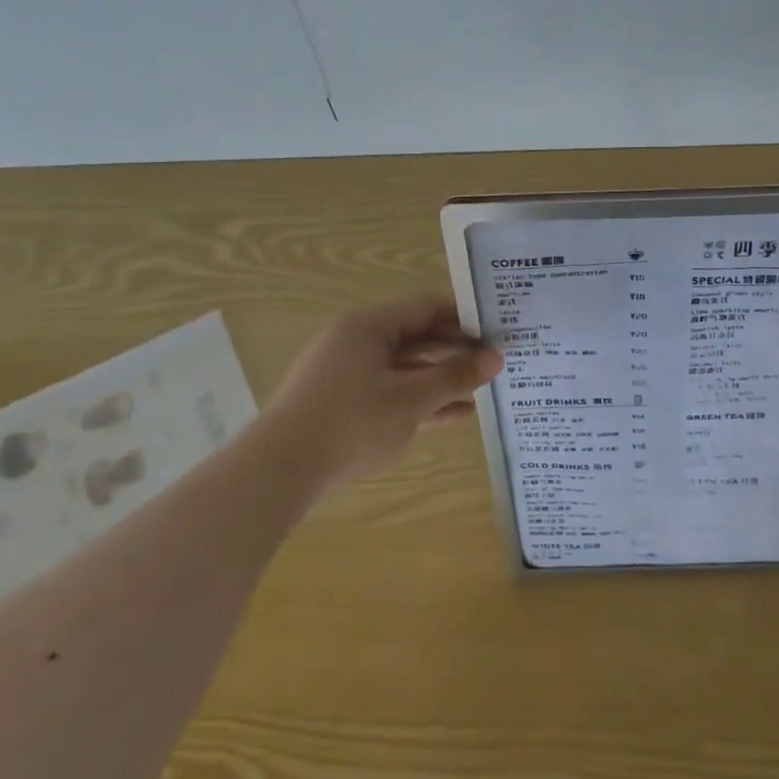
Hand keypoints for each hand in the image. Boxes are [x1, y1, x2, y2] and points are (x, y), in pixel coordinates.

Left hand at [264, 295, 502, 483]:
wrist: (280, 471)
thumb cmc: (352, 422)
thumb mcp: (412, 399)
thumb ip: (455, 376)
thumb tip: (496, 358)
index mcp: (370, 325)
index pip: (428, 307)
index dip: (465, 319)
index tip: (497, 335)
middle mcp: (357, 341)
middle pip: (417, 336)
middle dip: (456, 352)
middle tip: (494, 366)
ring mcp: (347, 373)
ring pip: (405, 367)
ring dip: (441, 379)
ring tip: (480, 392)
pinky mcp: (342, 403)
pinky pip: (390, 391)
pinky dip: (419, 400)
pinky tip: (452, 416)